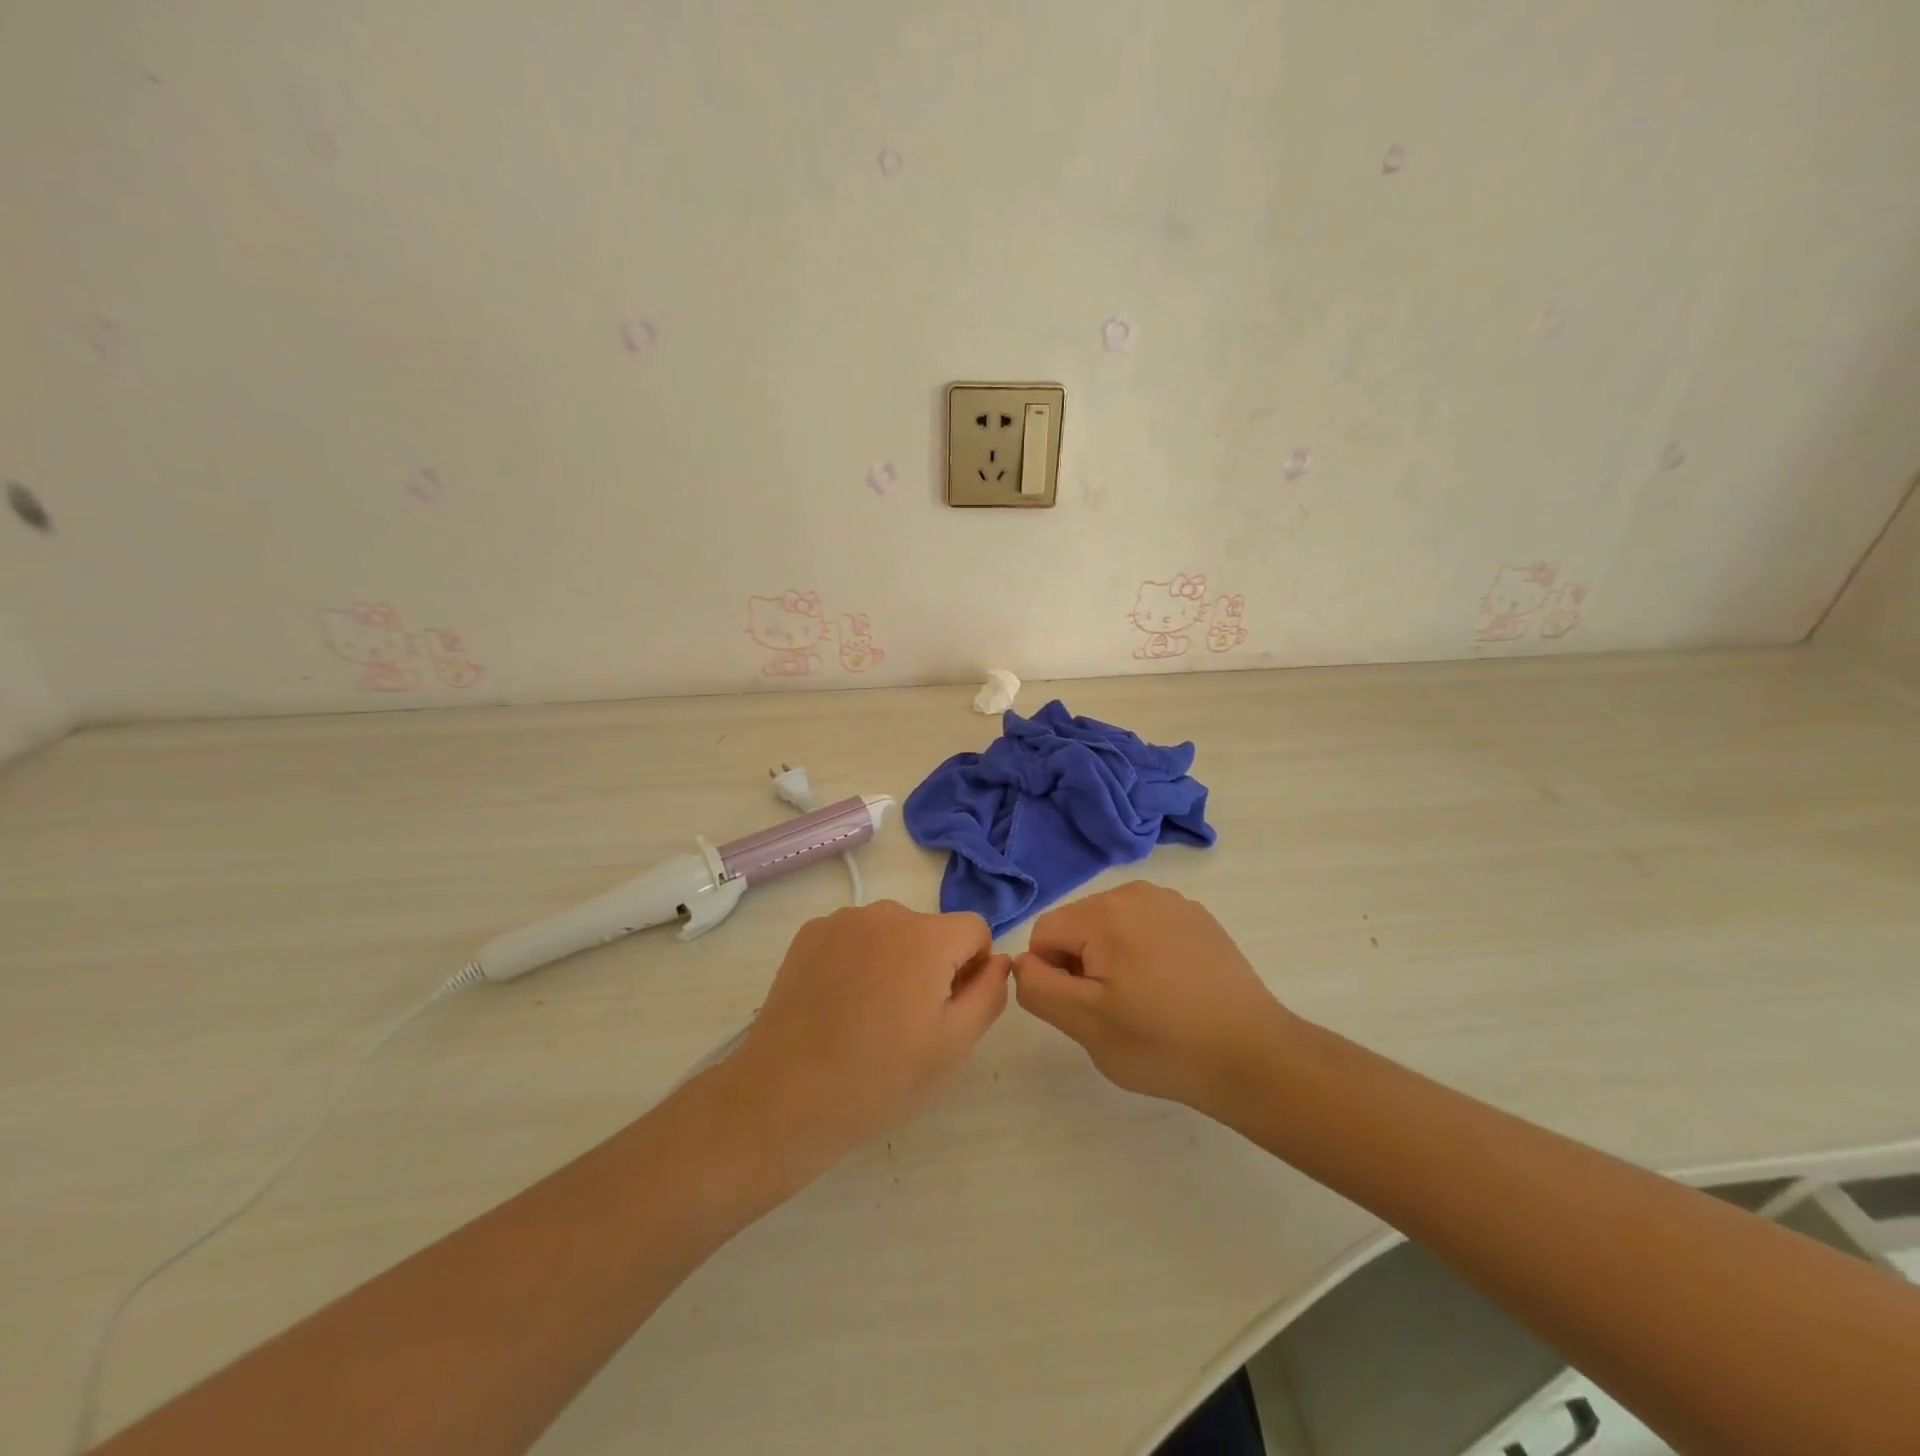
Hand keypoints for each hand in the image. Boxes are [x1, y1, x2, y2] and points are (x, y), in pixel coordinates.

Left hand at [724, 902, 1009, 1181]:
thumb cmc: (881, 1077)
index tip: (950, 1010)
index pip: (975, 930)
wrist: (785, 1097)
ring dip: (893, 962)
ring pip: (891, 934)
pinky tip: (837, 1006)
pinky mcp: (808, 934)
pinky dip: (856, 962)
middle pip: (931, 931)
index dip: (973, 969)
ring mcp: (841, 920)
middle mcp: (885, 913)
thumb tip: (998, 959)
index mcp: (927, 936)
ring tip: (868, 1017)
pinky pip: (853, 938)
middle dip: (931, 966)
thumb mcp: (955, 1045)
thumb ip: (990, 992)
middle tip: (907, 1023)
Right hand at [1012, 881, 1293, 1118]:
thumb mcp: (1085, 1024)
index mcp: (1105, 912)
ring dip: (1113, 959)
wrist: (1254, 1057)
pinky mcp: (1199, 918)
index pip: (1045, 934)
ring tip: (1146, 1002)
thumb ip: (1038, 988)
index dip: (1053, 976)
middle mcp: (1136, 893)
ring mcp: (1172, 902)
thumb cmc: (1162, 1043)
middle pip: (1079, 925)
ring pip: (1112, 927)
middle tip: (1116, 1011)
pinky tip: (1173, 991)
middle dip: (1083, 964)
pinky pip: (1148, 929)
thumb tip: (1021, 962)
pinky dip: (1146, 954)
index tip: (1086, 1009)